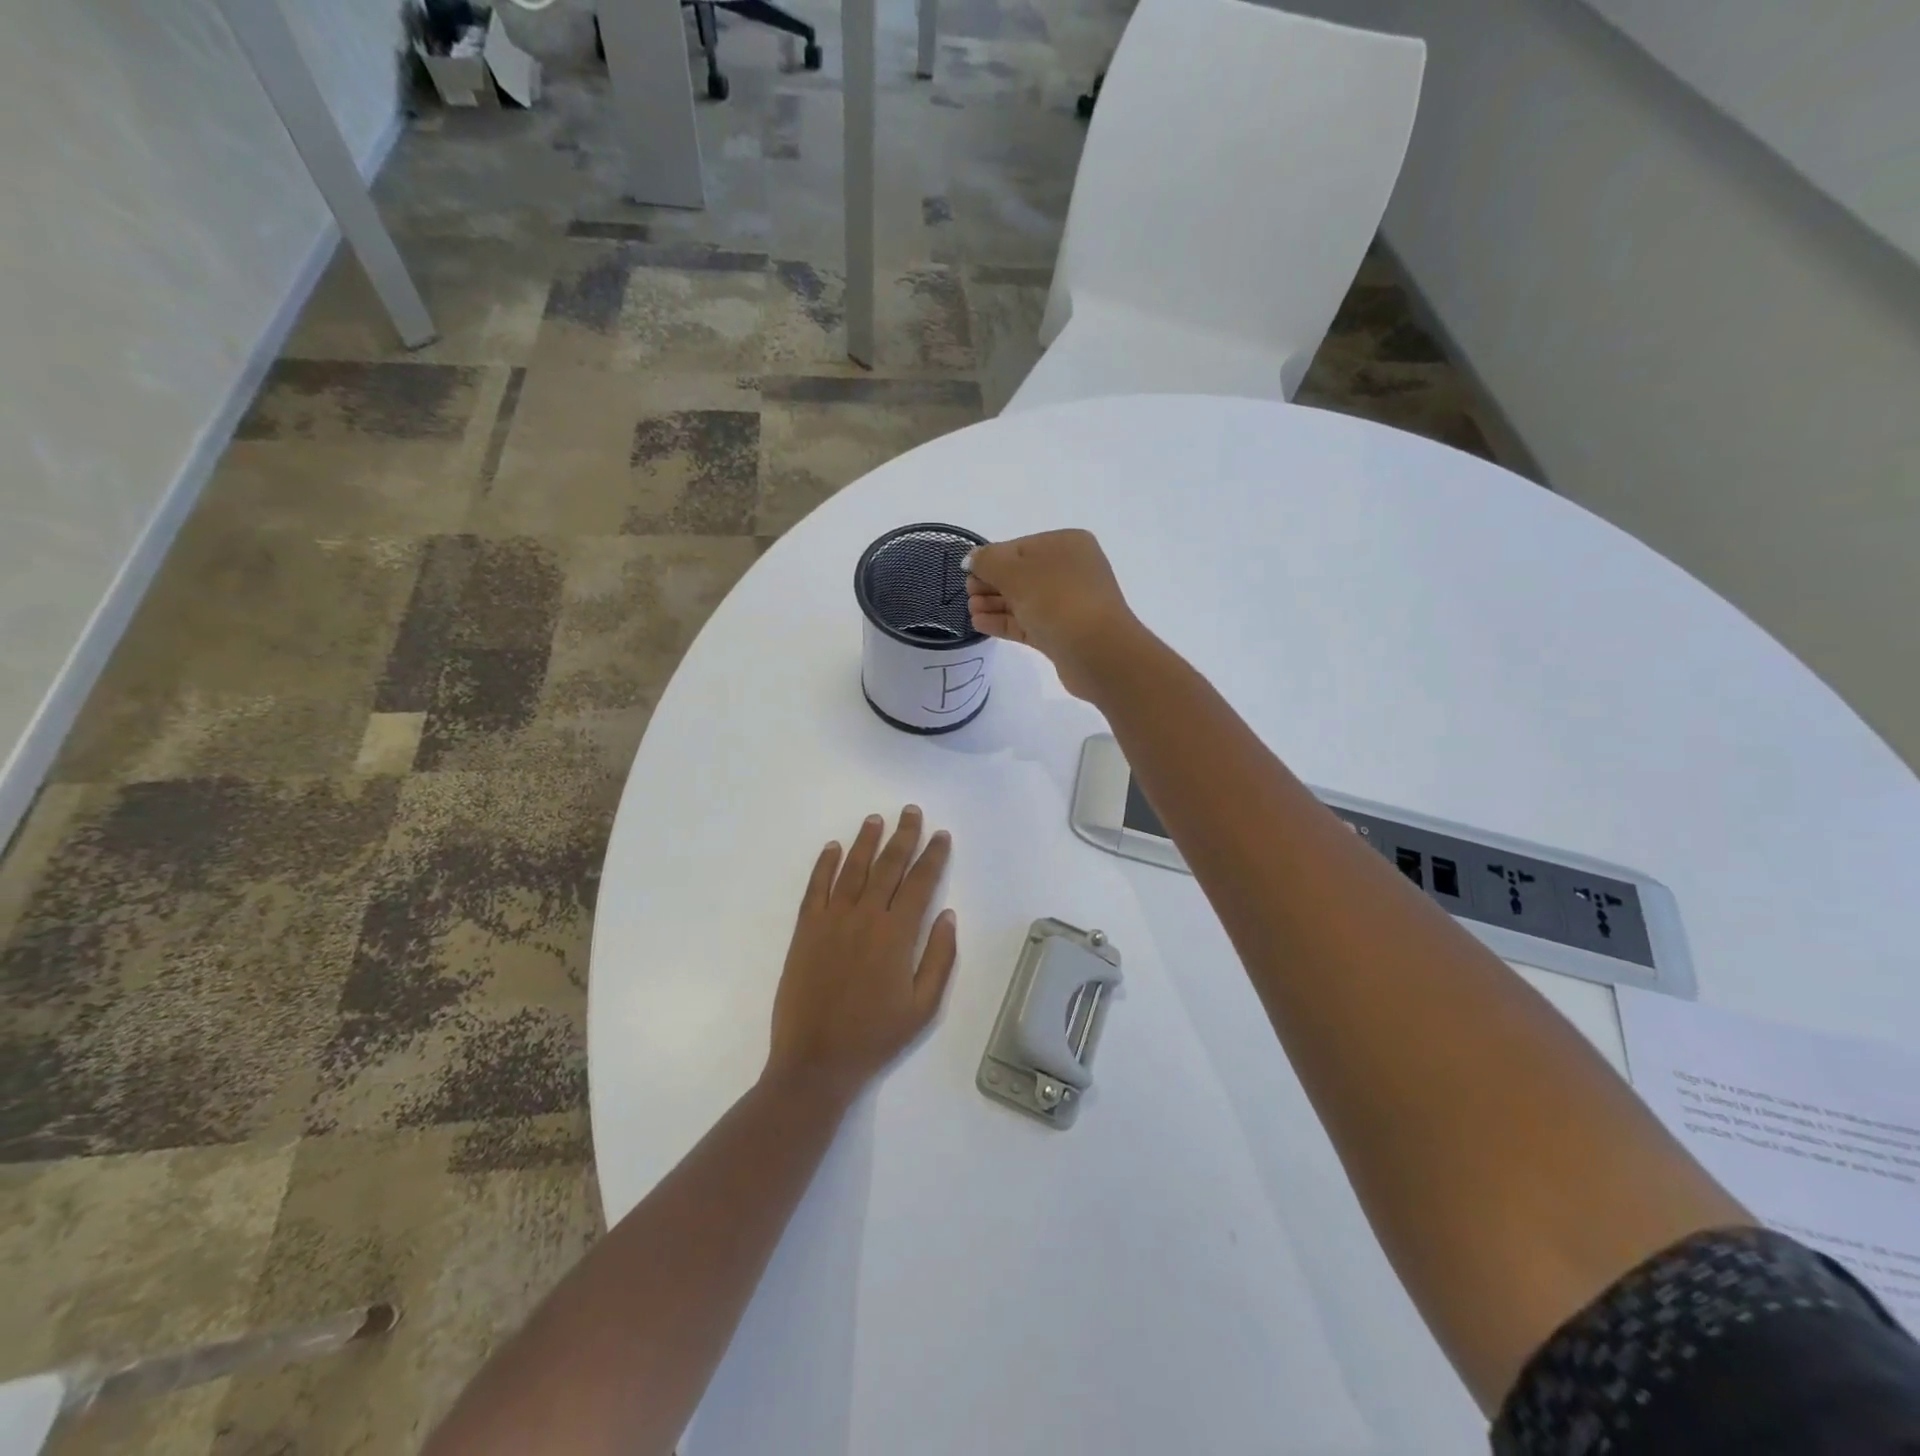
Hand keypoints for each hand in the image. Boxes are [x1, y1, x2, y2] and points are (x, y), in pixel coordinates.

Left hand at [766, 807, 957, 1103]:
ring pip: (852, 869)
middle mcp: (865, 917)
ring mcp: (831, 920)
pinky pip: (816, 887)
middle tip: (911, 812)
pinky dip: (824, 864)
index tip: (941, 835)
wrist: (815, 1060)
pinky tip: (832, 847)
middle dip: (903, 836)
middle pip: (888, 866)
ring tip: (876, 819)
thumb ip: (939, 957)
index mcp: (897, 935)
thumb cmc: (875, 1036)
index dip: (933, 856)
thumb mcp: (923, 1006)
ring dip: (866, 841)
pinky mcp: (806, 929)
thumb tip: (947, 915)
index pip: (920, 883)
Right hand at [966, 530, 1144, 699]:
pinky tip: (980, 624)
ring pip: (1024, 601)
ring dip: (995, 604)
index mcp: (1066, 545)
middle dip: (991, 584)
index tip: (967, 573)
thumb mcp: (1016, 572)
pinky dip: (1005, 622)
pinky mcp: (1062, 634)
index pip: (1020, 547)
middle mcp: (1070, 571)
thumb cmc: (1058, 600)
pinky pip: (1028, 623)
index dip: (991, 560)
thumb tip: (972, 559)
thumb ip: (988, 561)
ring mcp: (1068, 604)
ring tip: (970, 611)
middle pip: (1021, 574)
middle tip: (968, 594)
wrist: (1097, 652)